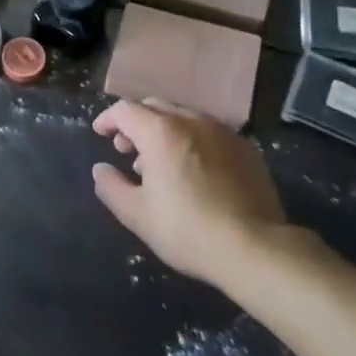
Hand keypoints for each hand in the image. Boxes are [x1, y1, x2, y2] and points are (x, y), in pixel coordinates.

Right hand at [91, 99, 296, 288]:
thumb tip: (100, 169)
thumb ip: (111, 187)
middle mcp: (191, 120)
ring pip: (183, 117)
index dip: (108, 119)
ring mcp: (222, 131)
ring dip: (164, 131)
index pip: (125, 110)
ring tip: (160, 163)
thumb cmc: (187, 230)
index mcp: (161, 132)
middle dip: (136, 123)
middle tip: (127, 150)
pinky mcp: (245, 147)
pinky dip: (191, 140)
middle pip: (154, 107)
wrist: (255, 248)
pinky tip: (194, 170)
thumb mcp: (137, 215)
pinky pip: (209, 132)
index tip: (100, 133)